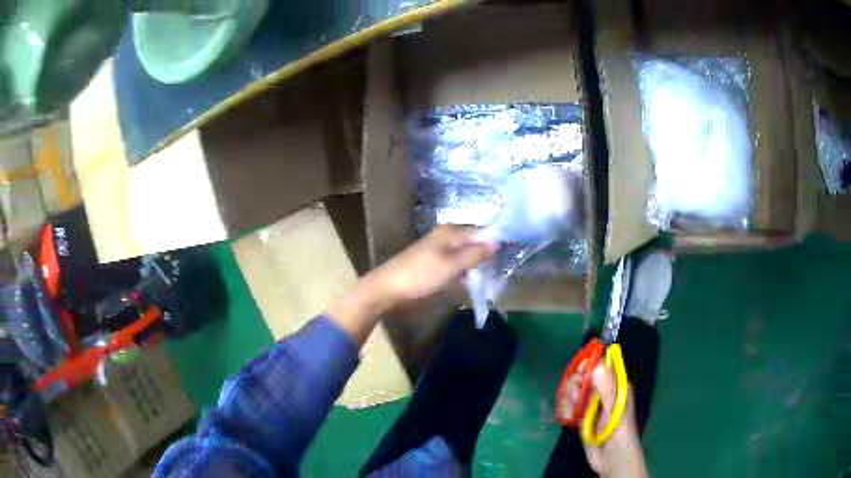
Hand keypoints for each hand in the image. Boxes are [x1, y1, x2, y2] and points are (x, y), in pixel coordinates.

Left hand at [367, 225, 495, 305]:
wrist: (388, 289)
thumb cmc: (421, 275)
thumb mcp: (452, 265)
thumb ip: (475, 254)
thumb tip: (497, 242)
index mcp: (451, 232)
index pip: (481, 232)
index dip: (495, 242)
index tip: (510, 256)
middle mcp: (446, 236)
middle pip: (474, 243)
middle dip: (487, 256)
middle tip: (501, 272)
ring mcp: (440, 249)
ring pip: (466, 255)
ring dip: (477, 266)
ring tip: (491, 280)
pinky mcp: (435, 263)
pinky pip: (457, 264)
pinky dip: (465, 271)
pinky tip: (473, 282)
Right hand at [559, 363, 647, 477]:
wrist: (611, 459)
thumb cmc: (620, 433)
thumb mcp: (615, 411)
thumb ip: (607, 390)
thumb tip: (598, 365)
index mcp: (617, 386)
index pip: (603, 366)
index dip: (591, 363)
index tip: (580, 369)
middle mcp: (604, 392)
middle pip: (585, 377)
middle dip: (576, 383)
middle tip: (574, 395)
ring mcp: (591, 405)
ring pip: (575, 391)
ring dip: (569, 399)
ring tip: (572, 412)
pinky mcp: (581, 417)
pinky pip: (570, 406)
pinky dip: (566, 410)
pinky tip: (568, 418)